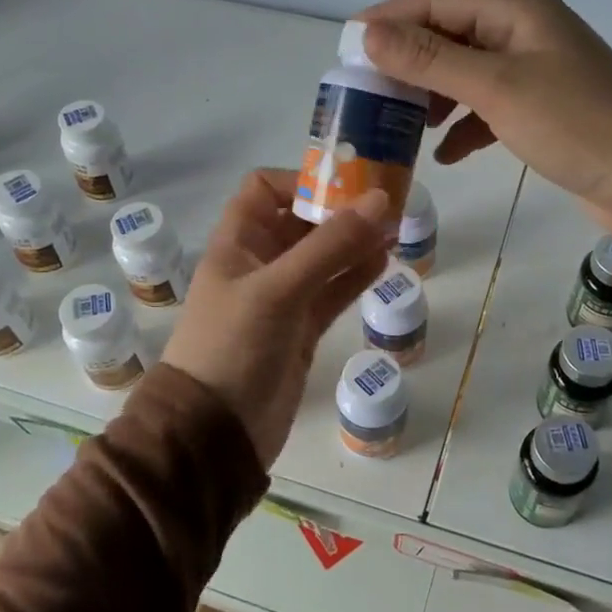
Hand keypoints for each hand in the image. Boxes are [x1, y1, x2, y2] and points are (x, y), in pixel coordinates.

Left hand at [165, 170, 388, 465]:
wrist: (216, 432)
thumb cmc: (233, 347)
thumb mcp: (278, 290)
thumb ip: (330, 246)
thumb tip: (381, 200)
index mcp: (238, 243)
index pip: (265, 189)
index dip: (303, 180)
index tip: (348, 184)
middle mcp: (259, 263)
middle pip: (302, 221)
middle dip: (341, 210)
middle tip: (389, 204)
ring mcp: (282, 297)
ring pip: (323, 257)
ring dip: (355, 242)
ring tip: (395, 230)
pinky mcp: (301, 329)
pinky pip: (332, 292)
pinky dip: (355, 276)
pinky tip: (384, 263)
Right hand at [360, 0, 611, 249]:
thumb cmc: (575, 125)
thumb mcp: (496, 88)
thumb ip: (431, 60)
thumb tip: (368, 33)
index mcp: (519, 13)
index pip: (440, 1)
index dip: (391, 18)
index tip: (348, 45)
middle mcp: (528, 35)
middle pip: (452, 36)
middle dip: (409, 61)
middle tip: (369, 90)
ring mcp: (538, 75)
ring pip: (468, 76)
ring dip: (434, 96)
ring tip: (402, 123)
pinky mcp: (544, 113)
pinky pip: (490, 110)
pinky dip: (465, 127)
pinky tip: (446, 154)